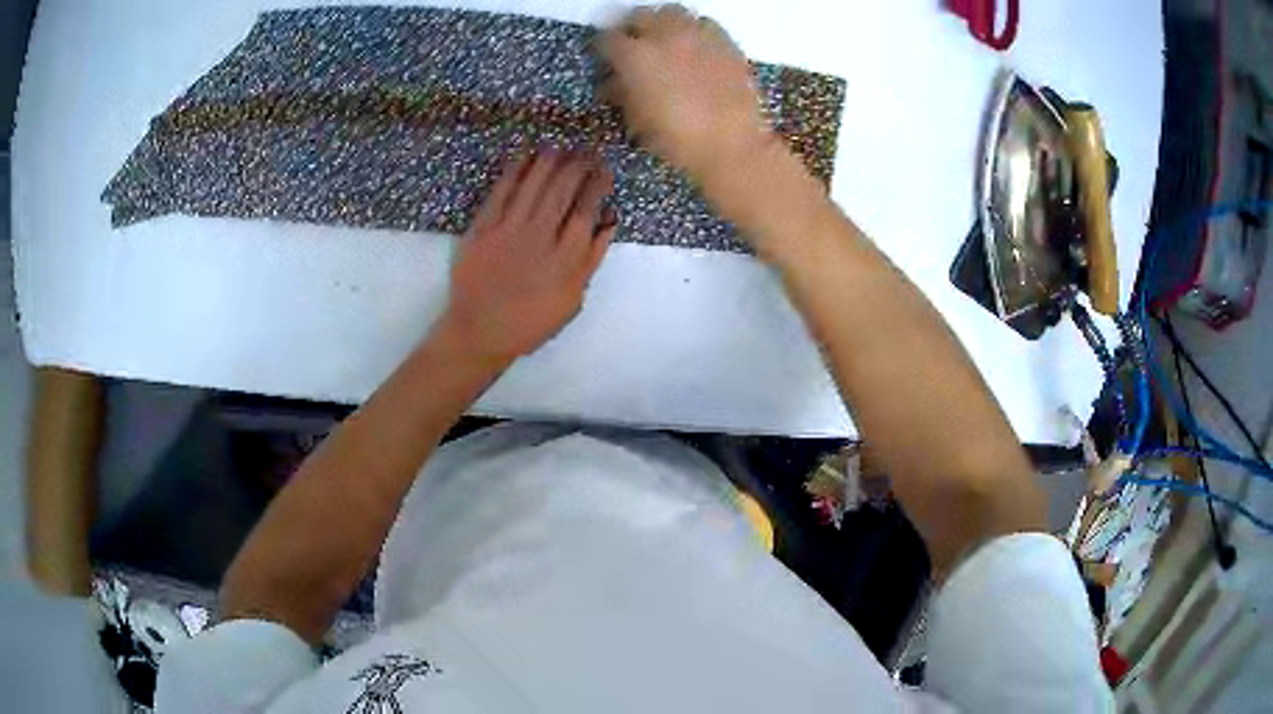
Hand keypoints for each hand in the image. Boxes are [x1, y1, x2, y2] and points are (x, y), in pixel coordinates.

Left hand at [432, 152, 615, 365]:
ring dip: (549, 161)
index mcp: (565, 257)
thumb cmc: (531, 320)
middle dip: (577, 165)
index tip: (604, 169)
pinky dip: (514, 171)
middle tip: (586, 150)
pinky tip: (525, 156)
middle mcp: (539, 236)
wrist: (480, 331)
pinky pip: (501, 192)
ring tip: (561, 147)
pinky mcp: (482, 228)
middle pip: (562, 190)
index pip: (586, 209)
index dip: (597, 184)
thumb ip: (592, 258)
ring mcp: (508, 229)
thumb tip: (609, 220)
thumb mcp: (573, 298)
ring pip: (533, 184)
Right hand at [598, 5, 776, 189]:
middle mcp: (664, 35)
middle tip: (635, 47)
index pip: (606, 40)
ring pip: (672, 12)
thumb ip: (622, 94)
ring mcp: (698, 34)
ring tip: (665, 42)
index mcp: (635, 56)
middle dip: (633, 29)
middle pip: (640, 15)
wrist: (734, 144)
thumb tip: (613, 84)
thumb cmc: (679, 140)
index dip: (603, 51)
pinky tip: (695, 48)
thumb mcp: (638, 121)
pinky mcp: (725, 41)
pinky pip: (703, 23)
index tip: (606, 61)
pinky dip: (693, 30)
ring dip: (663, 23)